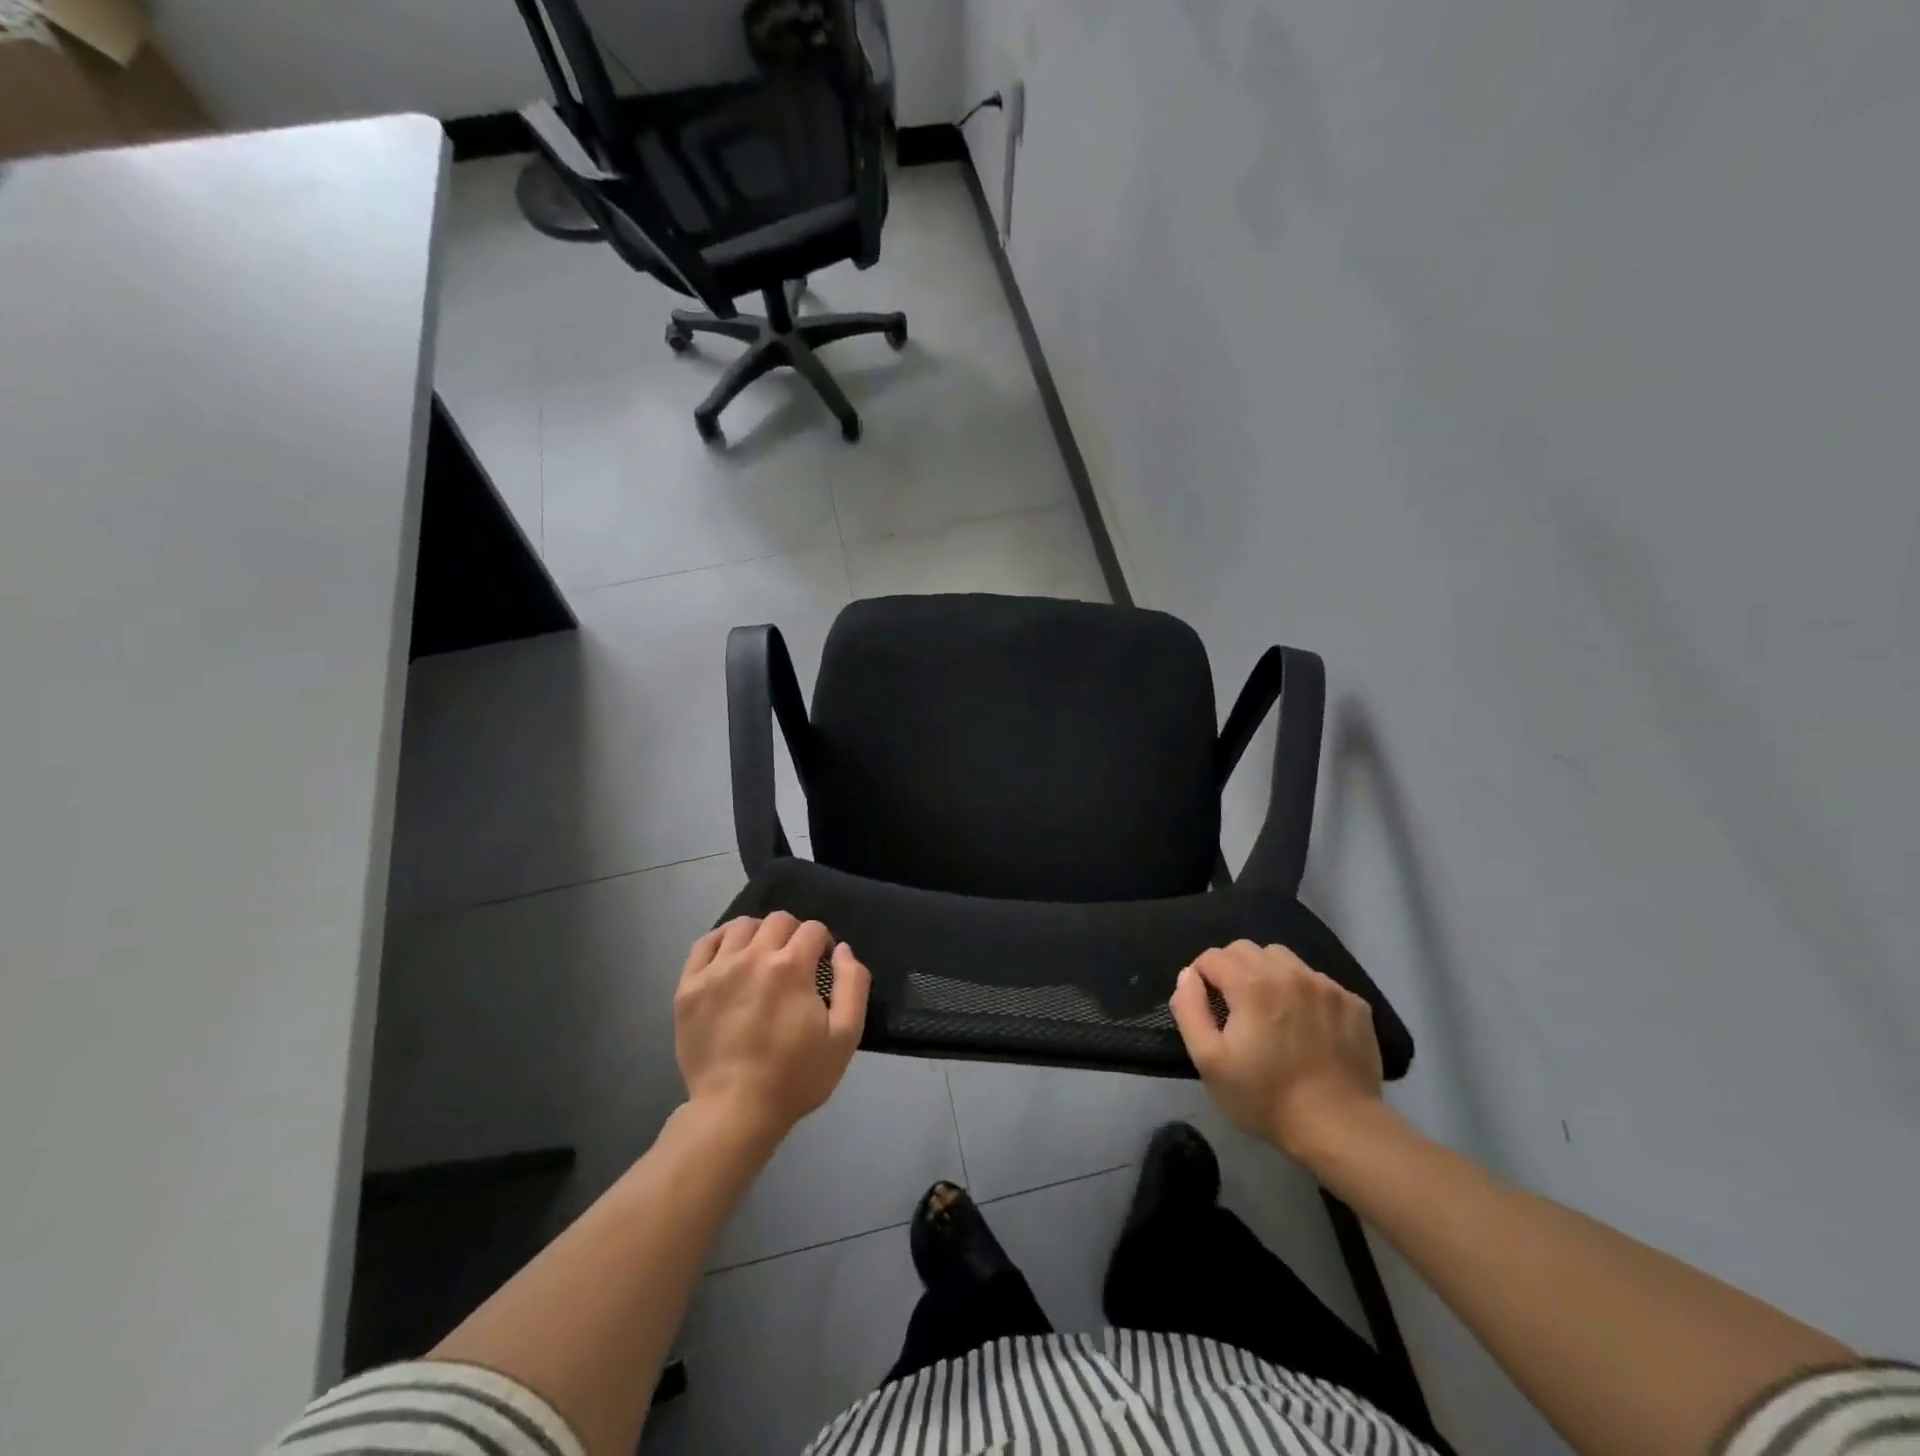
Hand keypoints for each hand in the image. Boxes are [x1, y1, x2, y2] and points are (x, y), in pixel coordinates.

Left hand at [674, 913, 870, 1143]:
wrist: (734, 1112)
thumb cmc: (795, 1076)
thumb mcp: (845, 1036)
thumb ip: (853, 983)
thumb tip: (842, 949)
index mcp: (791, 966)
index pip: (813, 929)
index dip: (823, 943)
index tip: (822, 966)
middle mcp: (752, 957)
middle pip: (778, 920)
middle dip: (794, 934)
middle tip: (795, 962)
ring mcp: (716, 970)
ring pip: (741, 926)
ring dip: (759, 934)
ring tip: (762, 958)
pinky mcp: (689, 987)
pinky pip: (704, 944)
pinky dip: (721, 941)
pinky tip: (730, 956)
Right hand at [1168, 940, 1384, 1165]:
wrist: (1339, 1129)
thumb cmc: (1266, 1097)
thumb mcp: (1209, 1061)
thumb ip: (1189, 1009)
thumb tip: (1188, 975)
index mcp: (1251, 984)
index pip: (1213, 956)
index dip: (1201, 977)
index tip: (1206, 1006)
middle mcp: (1289, 973)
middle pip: (1246, 950)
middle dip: (1231, 970)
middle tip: (1234, 1007)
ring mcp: (1325, 986)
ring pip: (1283, 959)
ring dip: (1267, 974)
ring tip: (1271, 1010)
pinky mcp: (1353, 1003)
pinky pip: (1317, 981)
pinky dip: (1303, 993)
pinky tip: (1307, 1026)